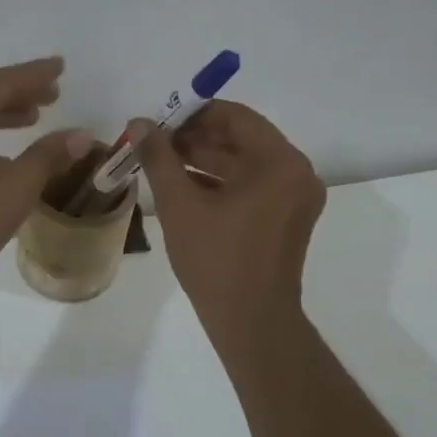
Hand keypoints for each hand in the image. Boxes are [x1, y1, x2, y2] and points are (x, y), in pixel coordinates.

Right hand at [131, 101, 325, 339]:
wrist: (250, 322)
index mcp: (280, 163)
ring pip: (244, 164)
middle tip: (155, 143)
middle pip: (242, 139)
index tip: (160, 121)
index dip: (194, 114)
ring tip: (161, 164)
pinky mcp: (286, 219)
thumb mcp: (180, 204)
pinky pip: (251, 187)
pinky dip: (220, 183)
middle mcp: (296, 173)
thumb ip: (159, 158)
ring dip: (204, 160)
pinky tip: (182, 187)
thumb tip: (140, 122)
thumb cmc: (216, 260)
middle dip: (196, 138)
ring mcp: (294, 198)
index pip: (236, 117)